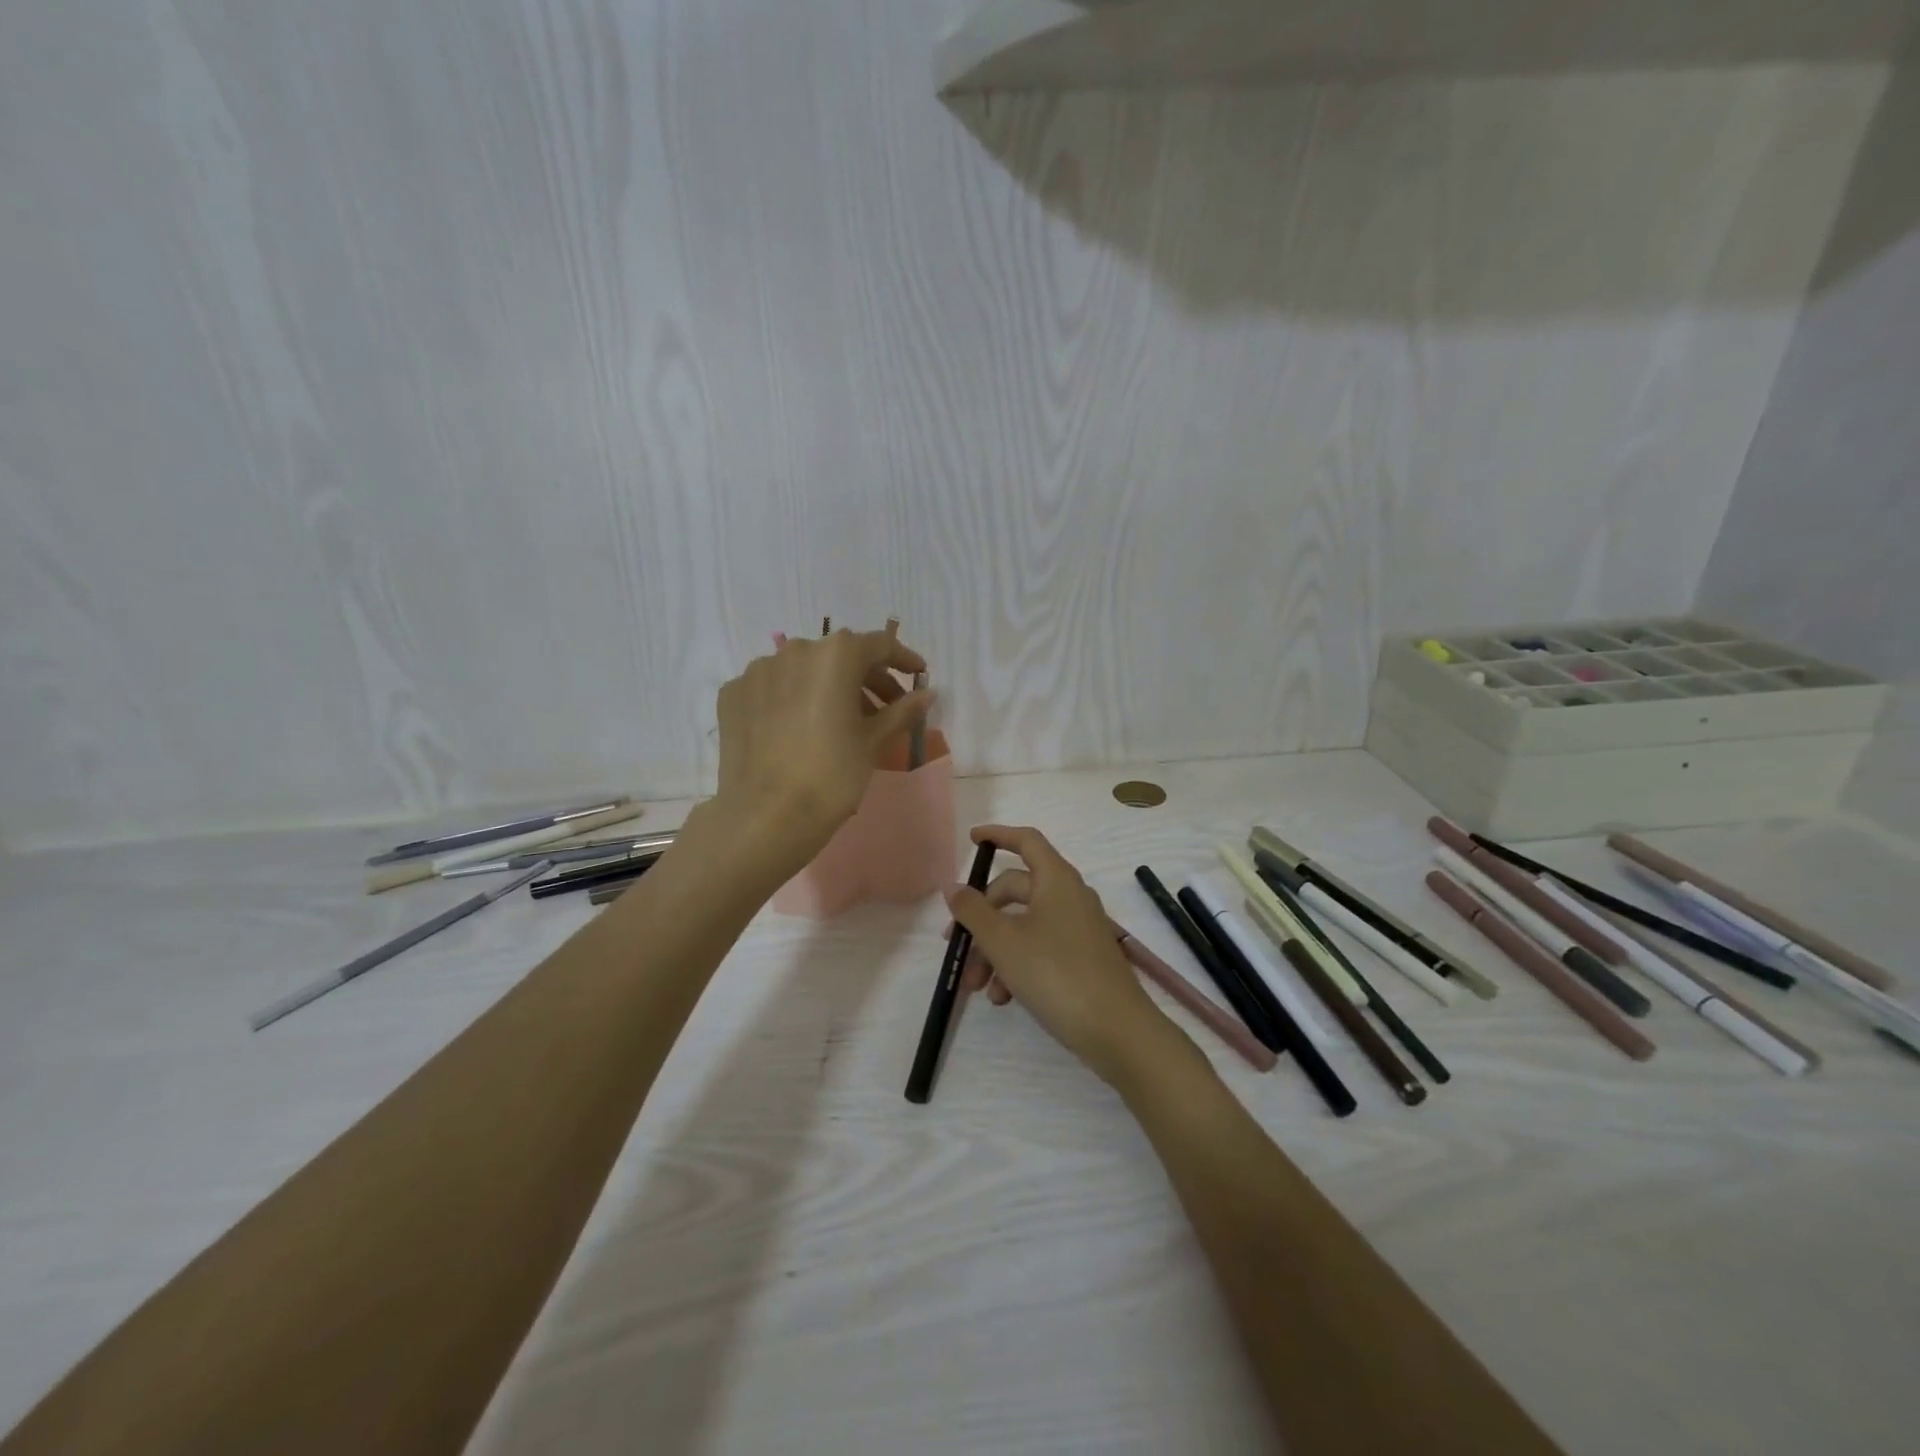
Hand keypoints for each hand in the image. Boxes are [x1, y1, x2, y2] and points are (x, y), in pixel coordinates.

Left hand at [714, 626, 931, 868]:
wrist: (767, 817)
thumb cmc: (832, 776)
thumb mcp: (873, 742)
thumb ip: (902, 711)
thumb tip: (928, 694)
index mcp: (834, 656)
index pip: (879, 644)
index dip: (903, 659)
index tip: (918, 676)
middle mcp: (794, 651)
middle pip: (839, 656)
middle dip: (867, 678)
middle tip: (886, 709)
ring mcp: (757, 671)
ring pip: (803, 670)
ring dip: (828, 687)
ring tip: (842, 721)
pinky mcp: (733, 695)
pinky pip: (773, 688)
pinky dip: (793, 700)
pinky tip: (801, 729)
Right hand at [946, 825, 1178, 1086]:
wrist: (1116, 1031)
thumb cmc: (1055, 973)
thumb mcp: (1003, 941)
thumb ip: (973, 911)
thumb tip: (954, 887)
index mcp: (1056, 880)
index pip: (1026, 841)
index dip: (998, 835)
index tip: (972, 839)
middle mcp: (1070, 897)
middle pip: (1016, 890)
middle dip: (982, 918)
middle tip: (955, 945)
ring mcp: (1079, 929)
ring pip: (1024, 926)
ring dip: (995, 951)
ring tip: (977, 987)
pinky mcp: (1082, 959)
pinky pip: (1041, 949)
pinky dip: (1017, 966)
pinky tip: (1003, 998)